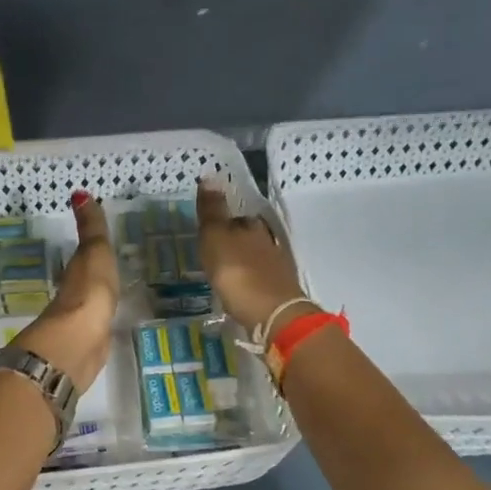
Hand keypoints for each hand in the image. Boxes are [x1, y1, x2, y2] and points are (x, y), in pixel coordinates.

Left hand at [15, 191, 118, 387]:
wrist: (79, 340)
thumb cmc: (88, 290)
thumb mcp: (94, 252)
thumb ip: (91, 228)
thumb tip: (79, 193)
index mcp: (75, 271)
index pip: (83, 256)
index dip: (90, 248)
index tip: (100, 243)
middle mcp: (74, 295)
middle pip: (85, 281)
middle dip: (94, 275)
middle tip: (112, 266)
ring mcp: (81, 321)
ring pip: (90, 304)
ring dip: (98, 299)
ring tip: (116, 294)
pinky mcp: (91, 344)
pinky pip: (99, 326)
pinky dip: (103, 321)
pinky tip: (112, 323)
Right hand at [196, 178, 310, 332]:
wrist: (272, 313)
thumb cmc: (237, 273)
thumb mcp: (216, 238)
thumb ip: (212, 210)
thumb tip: (210, 175)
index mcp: (252, 226)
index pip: (236, 219)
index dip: (223, 225)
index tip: (209, 236)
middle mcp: (269, 241)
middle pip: (249, 237)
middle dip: (235, 244)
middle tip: (216, 256)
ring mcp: (278, 266)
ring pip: (257, 257)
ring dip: (244, 262)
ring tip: (227, 274)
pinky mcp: (281, 290)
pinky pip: (262, 278)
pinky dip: (252, 280)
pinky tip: (243, 290)